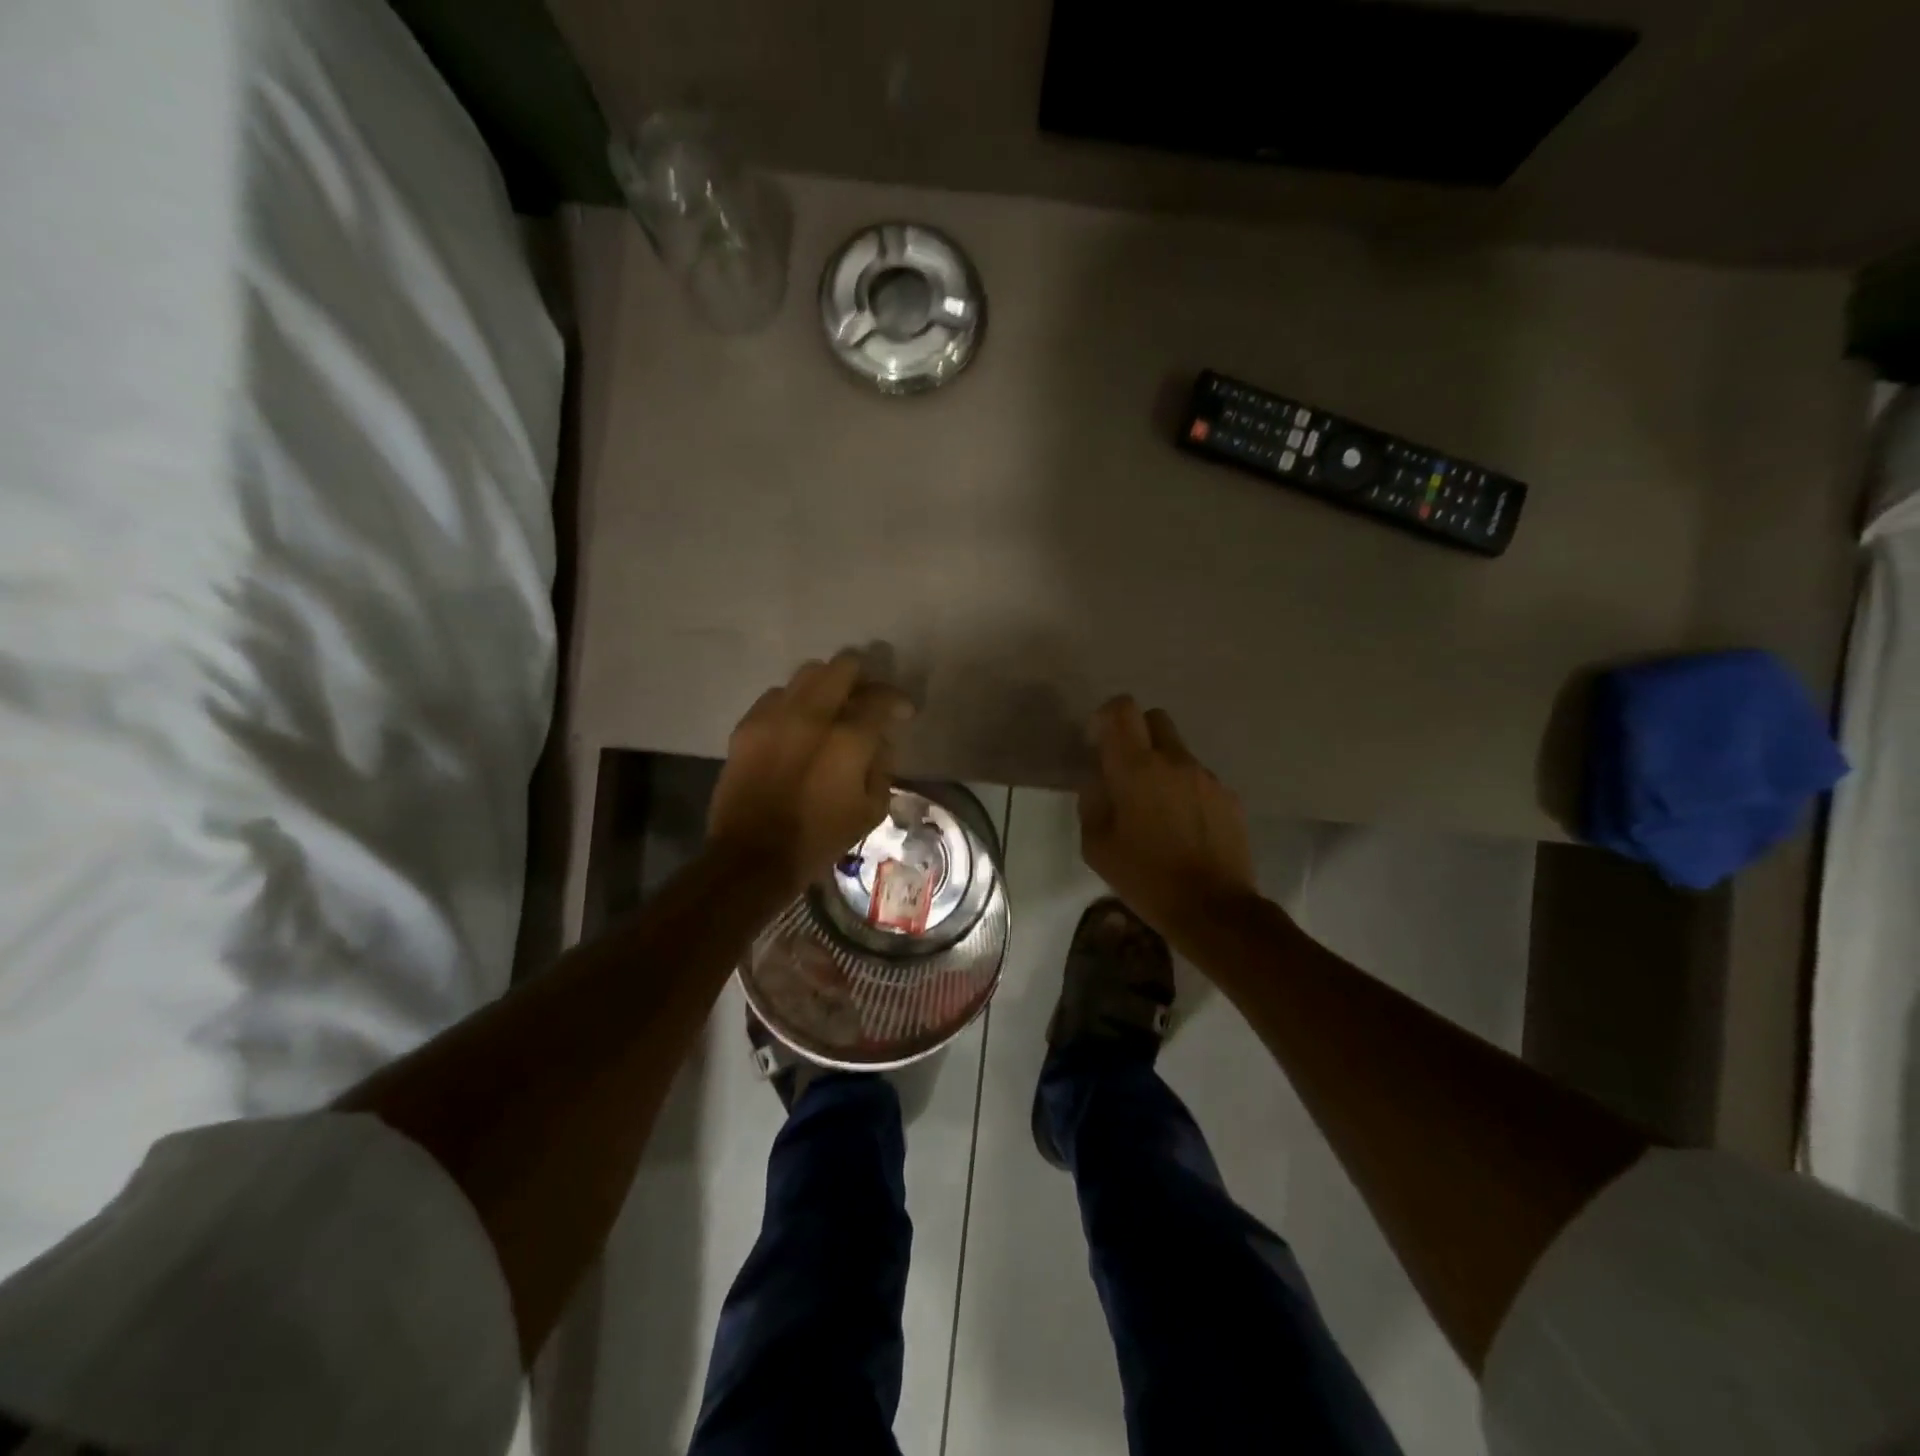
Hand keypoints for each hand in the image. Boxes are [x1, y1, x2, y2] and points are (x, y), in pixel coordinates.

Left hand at [708, 652, 914, 893]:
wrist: (753, 856)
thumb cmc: (819, 838)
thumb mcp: (871, 810)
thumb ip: (882, 766)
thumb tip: (880, 741)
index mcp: (848, 739)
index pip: (881, 698)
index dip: (898, 701)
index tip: (903, 712)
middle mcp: (812, 715)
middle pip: (843, 667)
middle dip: (863, 675)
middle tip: (867, 696)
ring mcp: (775, 716)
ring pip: (807, 674)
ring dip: (827, 684)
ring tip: (832, 705)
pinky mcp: (747, 725)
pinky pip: (776, 695)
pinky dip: (794, 702)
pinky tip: (797, 723)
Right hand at [1078, 696, 1257, 938]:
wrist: (1213, 909)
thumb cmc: (1145, 878)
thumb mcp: (1096, 846)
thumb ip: (1092, 801)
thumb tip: (1099, 781)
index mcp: (1136, 768)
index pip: (1122, 709)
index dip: (1106, 718)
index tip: (1098, 744)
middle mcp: (1174, 761)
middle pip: (1155, 718)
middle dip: (1136, 734)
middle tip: (1126, 770)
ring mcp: (1206, 777)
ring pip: (1178, 751)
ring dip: (1162, 766)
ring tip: (1156, 809)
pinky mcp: (1229, 797)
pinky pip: (1199, 779)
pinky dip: (1185, 790)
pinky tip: (1182, 826)